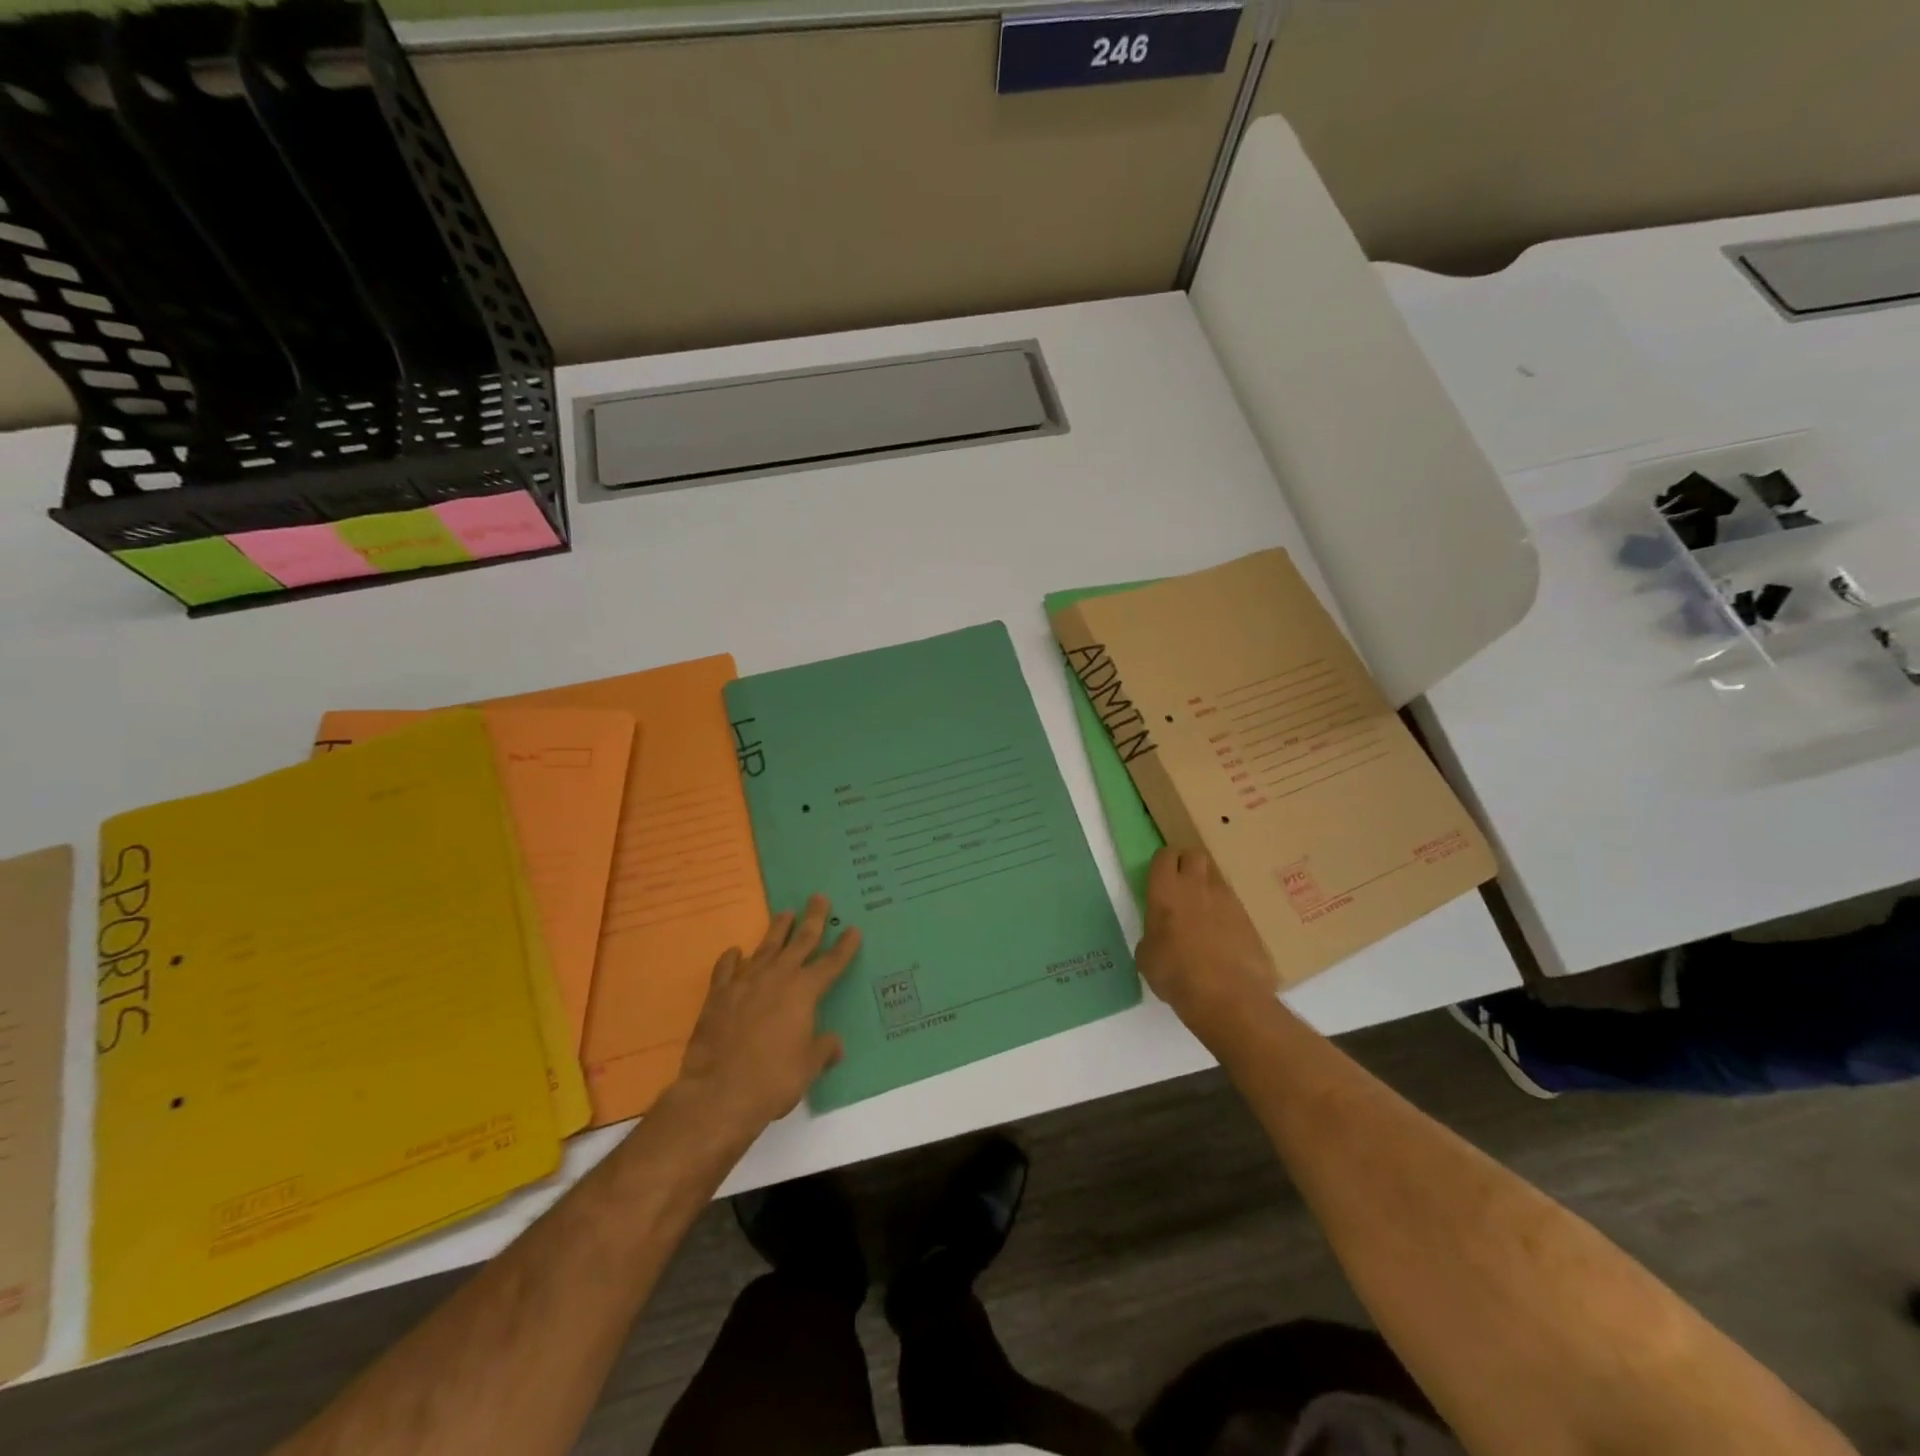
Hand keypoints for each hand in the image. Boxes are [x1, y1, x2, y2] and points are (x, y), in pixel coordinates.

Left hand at [668, 896, 860, 1140]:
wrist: (718, 1093)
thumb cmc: (772, 1080)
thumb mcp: (808, 1068)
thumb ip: (822, 1050)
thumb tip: (834, 1044)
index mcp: (804, 992)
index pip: (831, 963)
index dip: (845, 947)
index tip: (853, 930)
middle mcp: (778, 978)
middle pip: (800, 941)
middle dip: (813, 919)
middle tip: (819, 898)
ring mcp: (746, 982)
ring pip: (766, 947)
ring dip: (777, 929)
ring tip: (785, 913)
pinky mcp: (719, 995)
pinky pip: (727, 968)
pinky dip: (732, 958)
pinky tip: (735, 951)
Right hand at [1135, 847, 1276, 1037]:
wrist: (1228, 998)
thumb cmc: (1176, 975)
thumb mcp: (1147, 956)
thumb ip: (1152, 934)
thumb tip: (1160, 936)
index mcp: (1166, 890)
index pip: (1165, 855)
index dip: (1162, 863)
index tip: (1159, 877)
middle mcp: (1197, 886)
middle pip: (1194, 854)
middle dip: (1187, 864)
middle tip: (1180, 886)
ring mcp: (1227, 900)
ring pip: (1216, 877)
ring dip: (1207, 887)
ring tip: (1202, 912)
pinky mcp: (1249, 918)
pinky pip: (1233, 903)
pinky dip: (1225, 912)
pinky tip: (1221, 935)